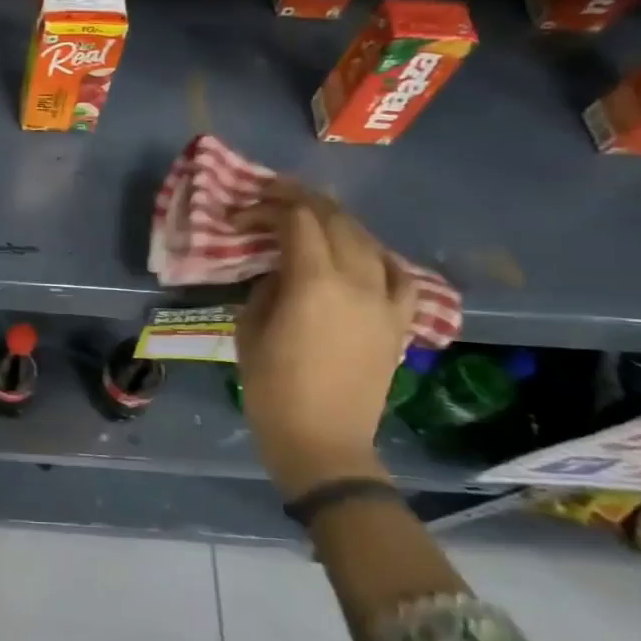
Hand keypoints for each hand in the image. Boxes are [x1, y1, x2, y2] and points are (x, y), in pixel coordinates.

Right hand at [233, 182, 417, 497]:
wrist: (323, 441)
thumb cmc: (272, 389)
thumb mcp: (249, 329)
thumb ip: (265, 287)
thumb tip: (279, 270)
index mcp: (314, 282)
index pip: (296, 220)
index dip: (268, 207)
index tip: (242, 214)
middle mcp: (357, 280)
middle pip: (335, 219)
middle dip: (301, 200)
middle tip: (272, 198)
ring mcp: (385, 300)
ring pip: (367, 239)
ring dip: (336, 221)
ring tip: (311, 220)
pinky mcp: (398, 321)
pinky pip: (397, 274)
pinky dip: (377, 255)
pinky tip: (362, 254)